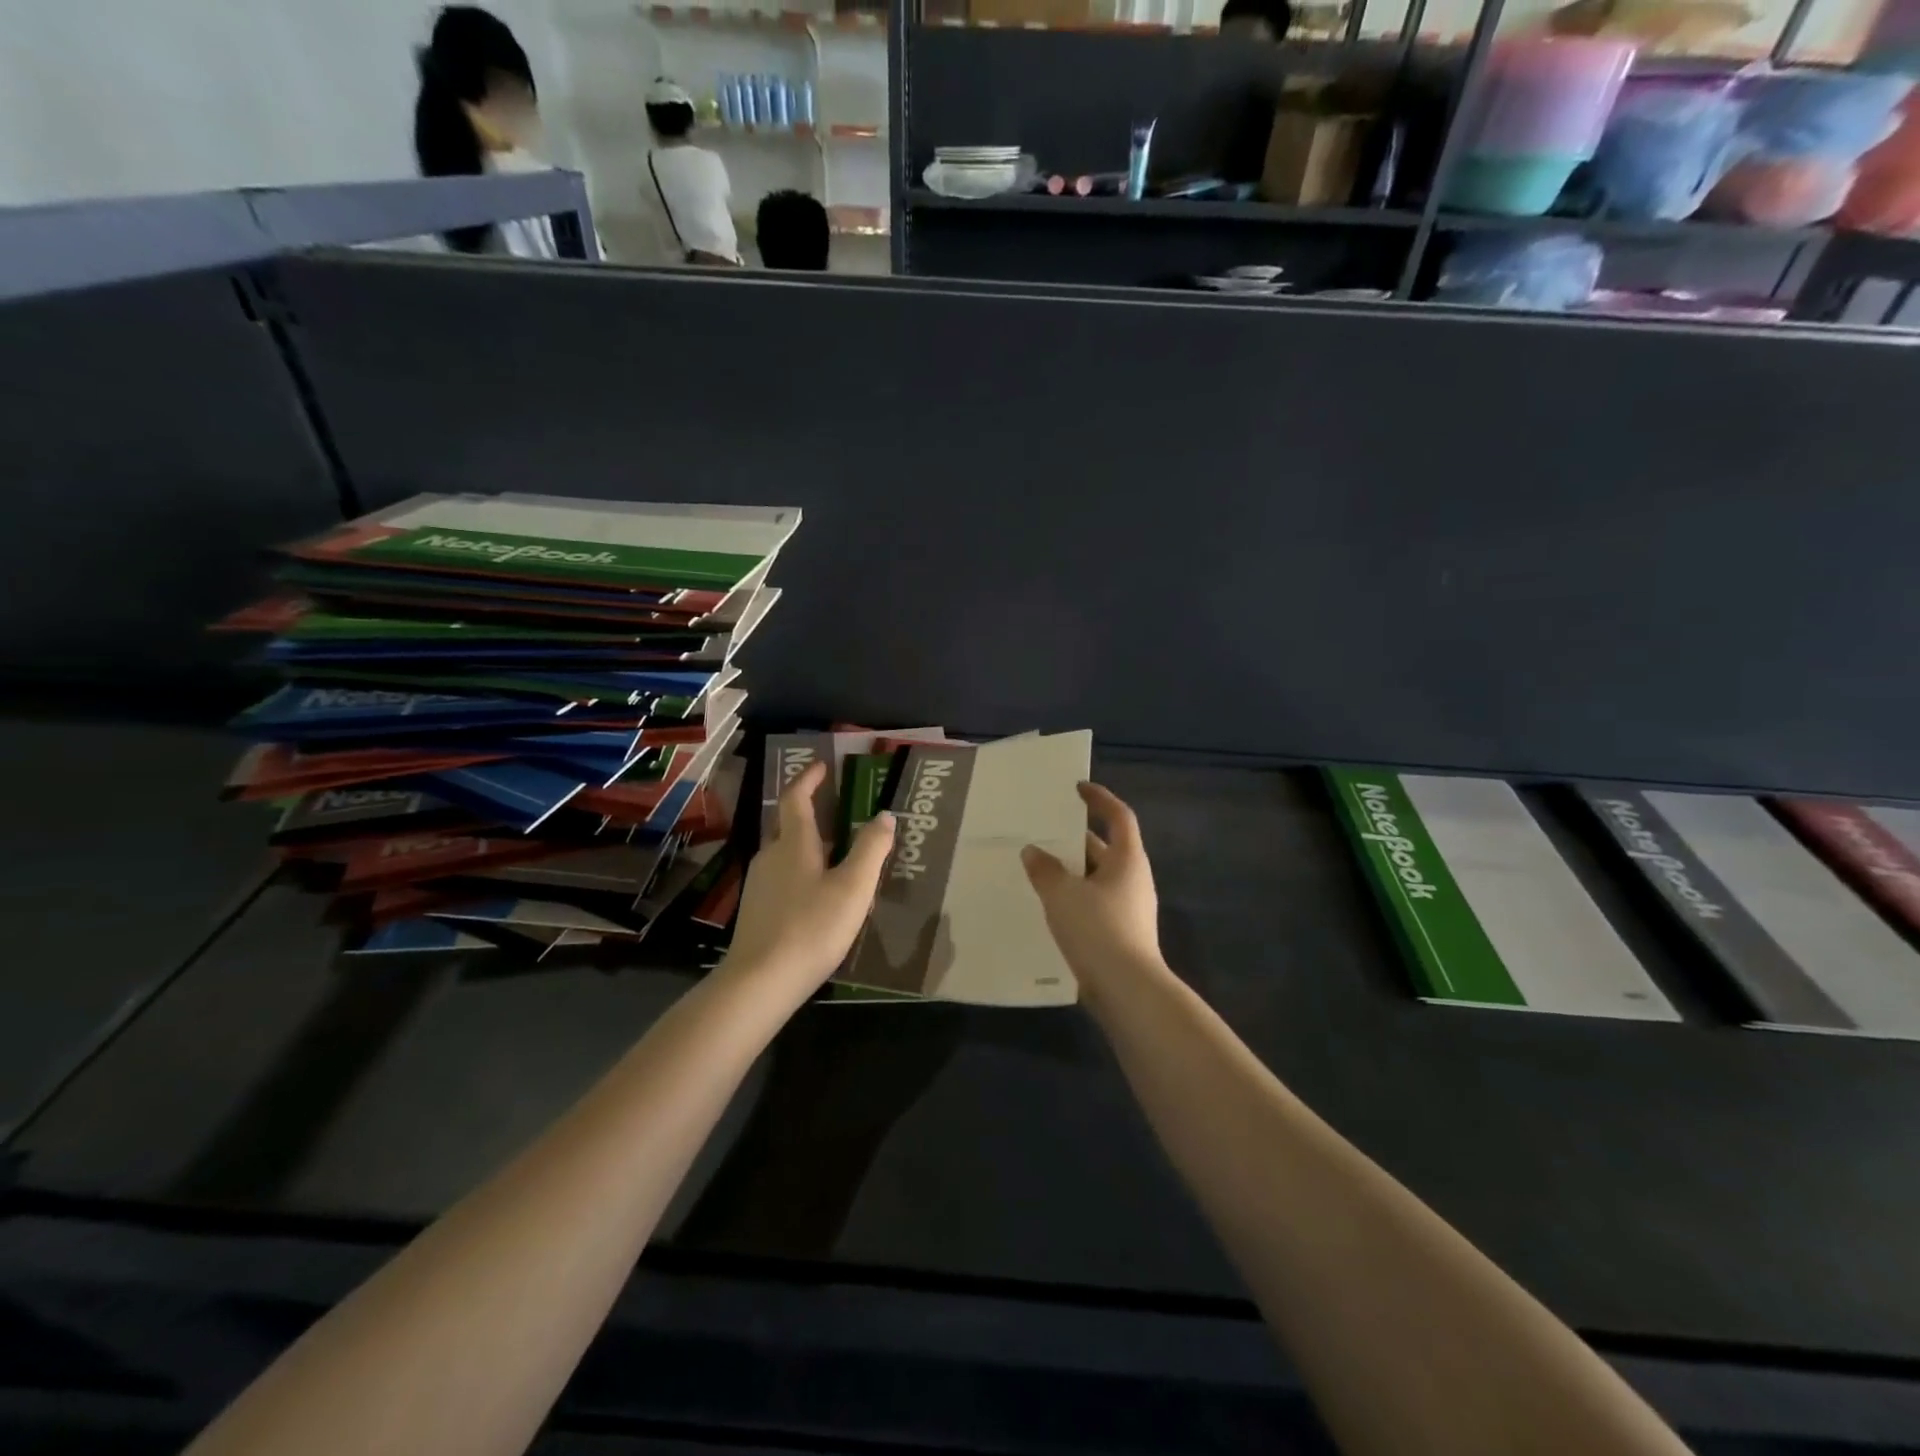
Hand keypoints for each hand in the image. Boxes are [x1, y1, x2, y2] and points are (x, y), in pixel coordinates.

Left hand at [725, 760, 894, 989]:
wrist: (760, 981)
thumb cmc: (811, 927)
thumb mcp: (853, 887)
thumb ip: (871, 849)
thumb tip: (884, 815)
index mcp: (794, 844)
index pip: (796, 798)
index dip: (809, 779)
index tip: (822, 766)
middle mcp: (771, 856)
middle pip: (788, 824)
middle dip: (809, 809)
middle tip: (835, 805)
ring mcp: (760, 884)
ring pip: (784, 852)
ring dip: (806, 842)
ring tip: (834, 849)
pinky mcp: (757, 910)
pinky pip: (782, 876)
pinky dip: (801, 869)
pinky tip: (816, 890)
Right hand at [1021, 782, 1163, 986]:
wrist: (1127, 990)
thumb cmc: (1098, 929)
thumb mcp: (1063, 894)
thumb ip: (1045, 869)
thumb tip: (1033, 851)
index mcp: (1127, 860)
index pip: (1118, 816)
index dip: (1100, 798)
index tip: (1077, 789)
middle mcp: (1132, 879)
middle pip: (1105, 848)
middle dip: (1075, 839)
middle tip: (1042, 831)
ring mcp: (1128, 909)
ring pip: (1096, 878)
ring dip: (1071, 871)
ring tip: (1037, 866)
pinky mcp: (1119, 934)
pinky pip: (1093, 903)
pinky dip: (1073, 897)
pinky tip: (1047, 905)